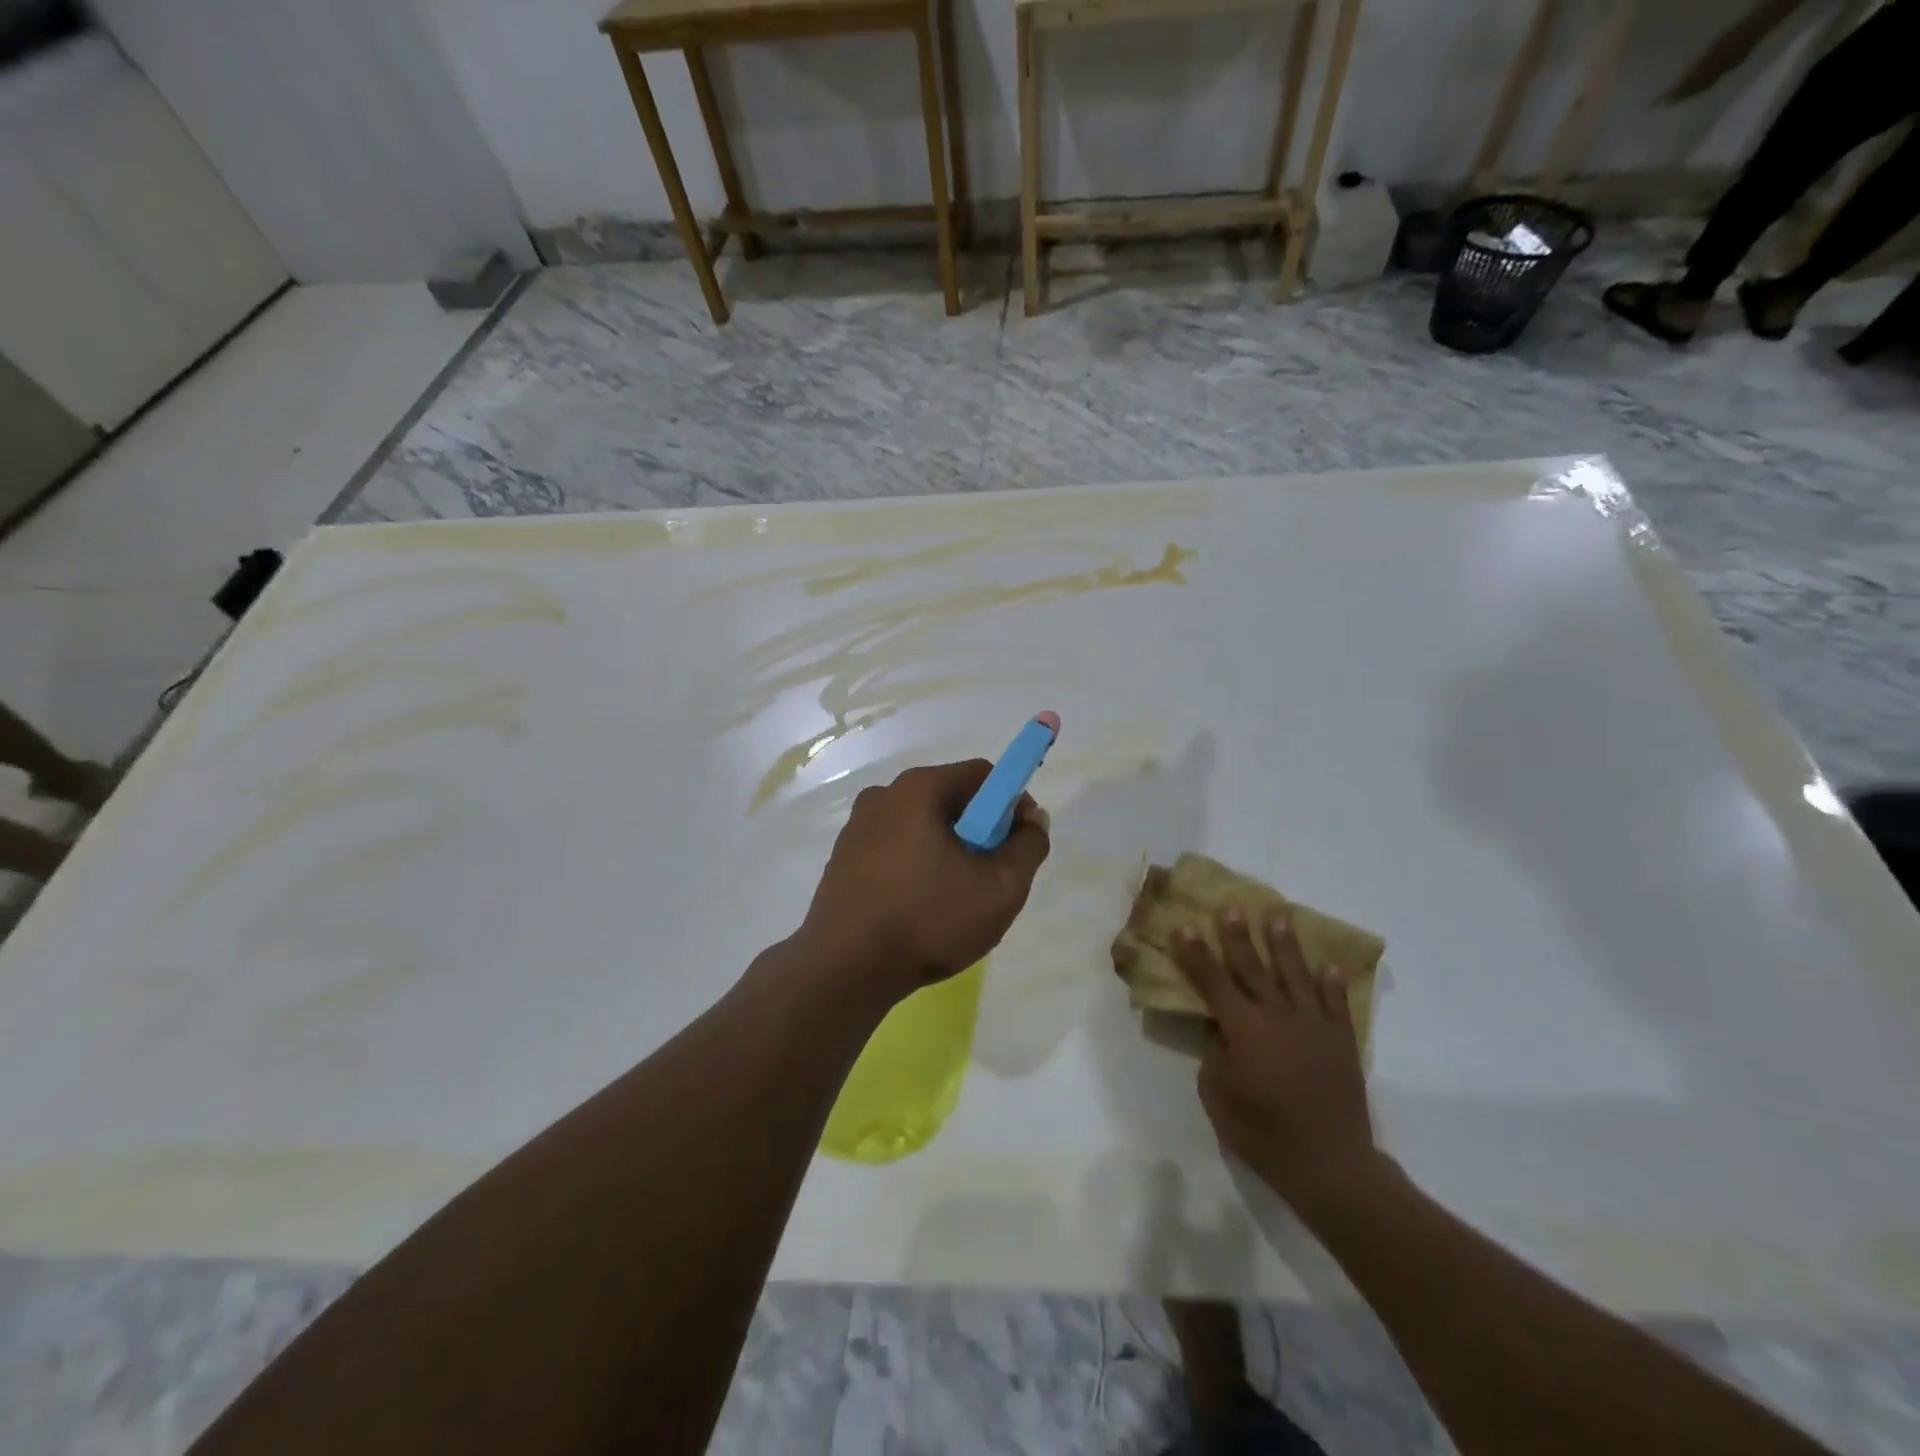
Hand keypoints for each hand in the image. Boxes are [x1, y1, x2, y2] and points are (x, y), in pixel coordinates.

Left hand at [800, 760, 1050, 999]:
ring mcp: (856, 828)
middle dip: (979, 832)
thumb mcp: (1001, 888)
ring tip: (954, 902)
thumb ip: (1029, 845)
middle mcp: (882, 796)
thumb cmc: (928, 920)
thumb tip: (1032, 818)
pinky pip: (894, 850)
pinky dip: (915, 868)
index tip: (1018, 845)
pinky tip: (919, 910)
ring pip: (921, 828)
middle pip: (950, 800)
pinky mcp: (842, 859)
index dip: (1010, 804)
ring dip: (947, 853)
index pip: (982, 775)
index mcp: (918, 788)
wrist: (844, 970)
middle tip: (989, 879)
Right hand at [1174, 908, 1380, 1208]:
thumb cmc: (1263, 1132)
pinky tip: (1328, 965)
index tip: (1183, 926)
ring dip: (1285, 944)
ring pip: (1296, 974)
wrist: (1330, 1165)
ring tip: (1278, 916)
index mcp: (1243, 1029)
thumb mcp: (1218, 1095)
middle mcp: (1278, 1016)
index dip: (1195, 954)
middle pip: (1253, 967)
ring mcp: (1313, 1026)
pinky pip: (1335, 1003)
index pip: (1212, 982)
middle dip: (1238, 935)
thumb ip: (1215, 1054)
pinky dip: (1332, 983)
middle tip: (1231, 906)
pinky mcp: (1341, 1041)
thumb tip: (1221, 1030)